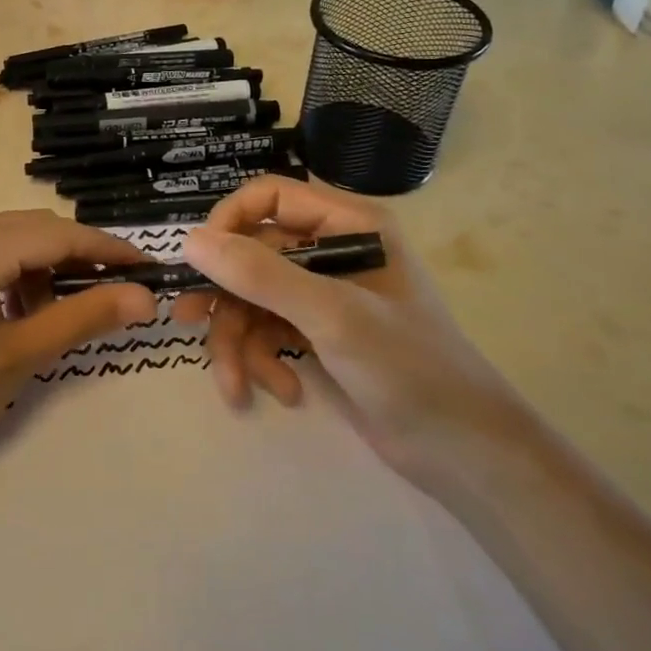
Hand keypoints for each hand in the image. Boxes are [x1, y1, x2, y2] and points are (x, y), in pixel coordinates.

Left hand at [0, 211, 158, 476]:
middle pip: (37, 228)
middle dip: (81, 258)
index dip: (109, 250)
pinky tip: (25, 311)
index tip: (151, 268)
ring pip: (15, 238)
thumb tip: (145, 297)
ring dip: (48, 267)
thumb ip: (83, 318)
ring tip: (66, 314)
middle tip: (121, 293)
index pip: (59, 234)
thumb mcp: (20, 356)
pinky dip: (18, 272)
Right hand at [170, 176, 526, 480]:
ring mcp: (324, 294)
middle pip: (251, 254)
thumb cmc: (408, 367)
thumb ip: (259, 274)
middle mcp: (332, 251)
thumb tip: (189, 240)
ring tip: (235, 384)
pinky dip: (263, 361)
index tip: (198, 261)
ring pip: (252, 298)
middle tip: (186, 321)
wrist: (464, 452)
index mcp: (347, 225)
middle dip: (224, 297)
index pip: (268, 198)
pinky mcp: (318, 334)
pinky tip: (282, 392)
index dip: (228, 222)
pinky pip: (268, 331)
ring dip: (238, 341)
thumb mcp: (330, 315)